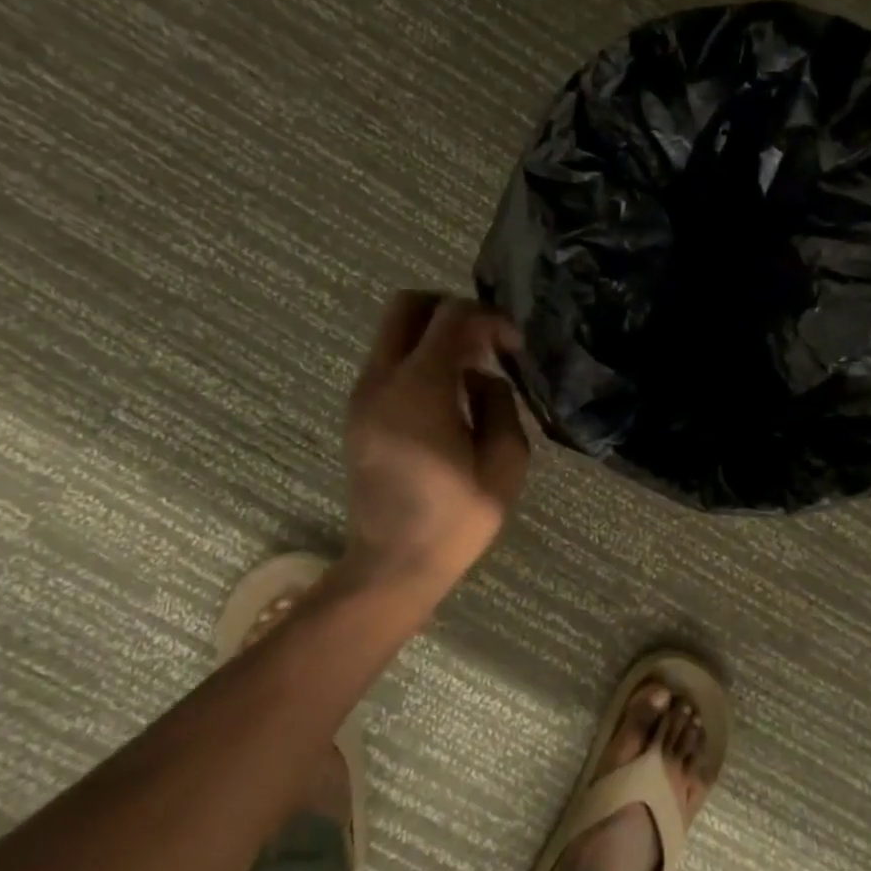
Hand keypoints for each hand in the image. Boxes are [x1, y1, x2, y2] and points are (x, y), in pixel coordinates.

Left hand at [341, 292, 531, 599]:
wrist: (392, 565)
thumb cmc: (455, 520)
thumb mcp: (504, 463)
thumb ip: (499, 403)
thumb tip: (481, 377)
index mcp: (419, 391)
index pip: (451, 317)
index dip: (489, 319)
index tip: (512, 347)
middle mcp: (381, 381)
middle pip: (408, 305)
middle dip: (451, 310)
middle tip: (484, 342)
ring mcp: (362, 395)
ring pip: (394, 331)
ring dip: (434, 336)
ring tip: (469, 372)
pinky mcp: (358, 412)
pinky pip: (388, 360)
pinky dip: (419, 359)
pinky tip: (447, 396)